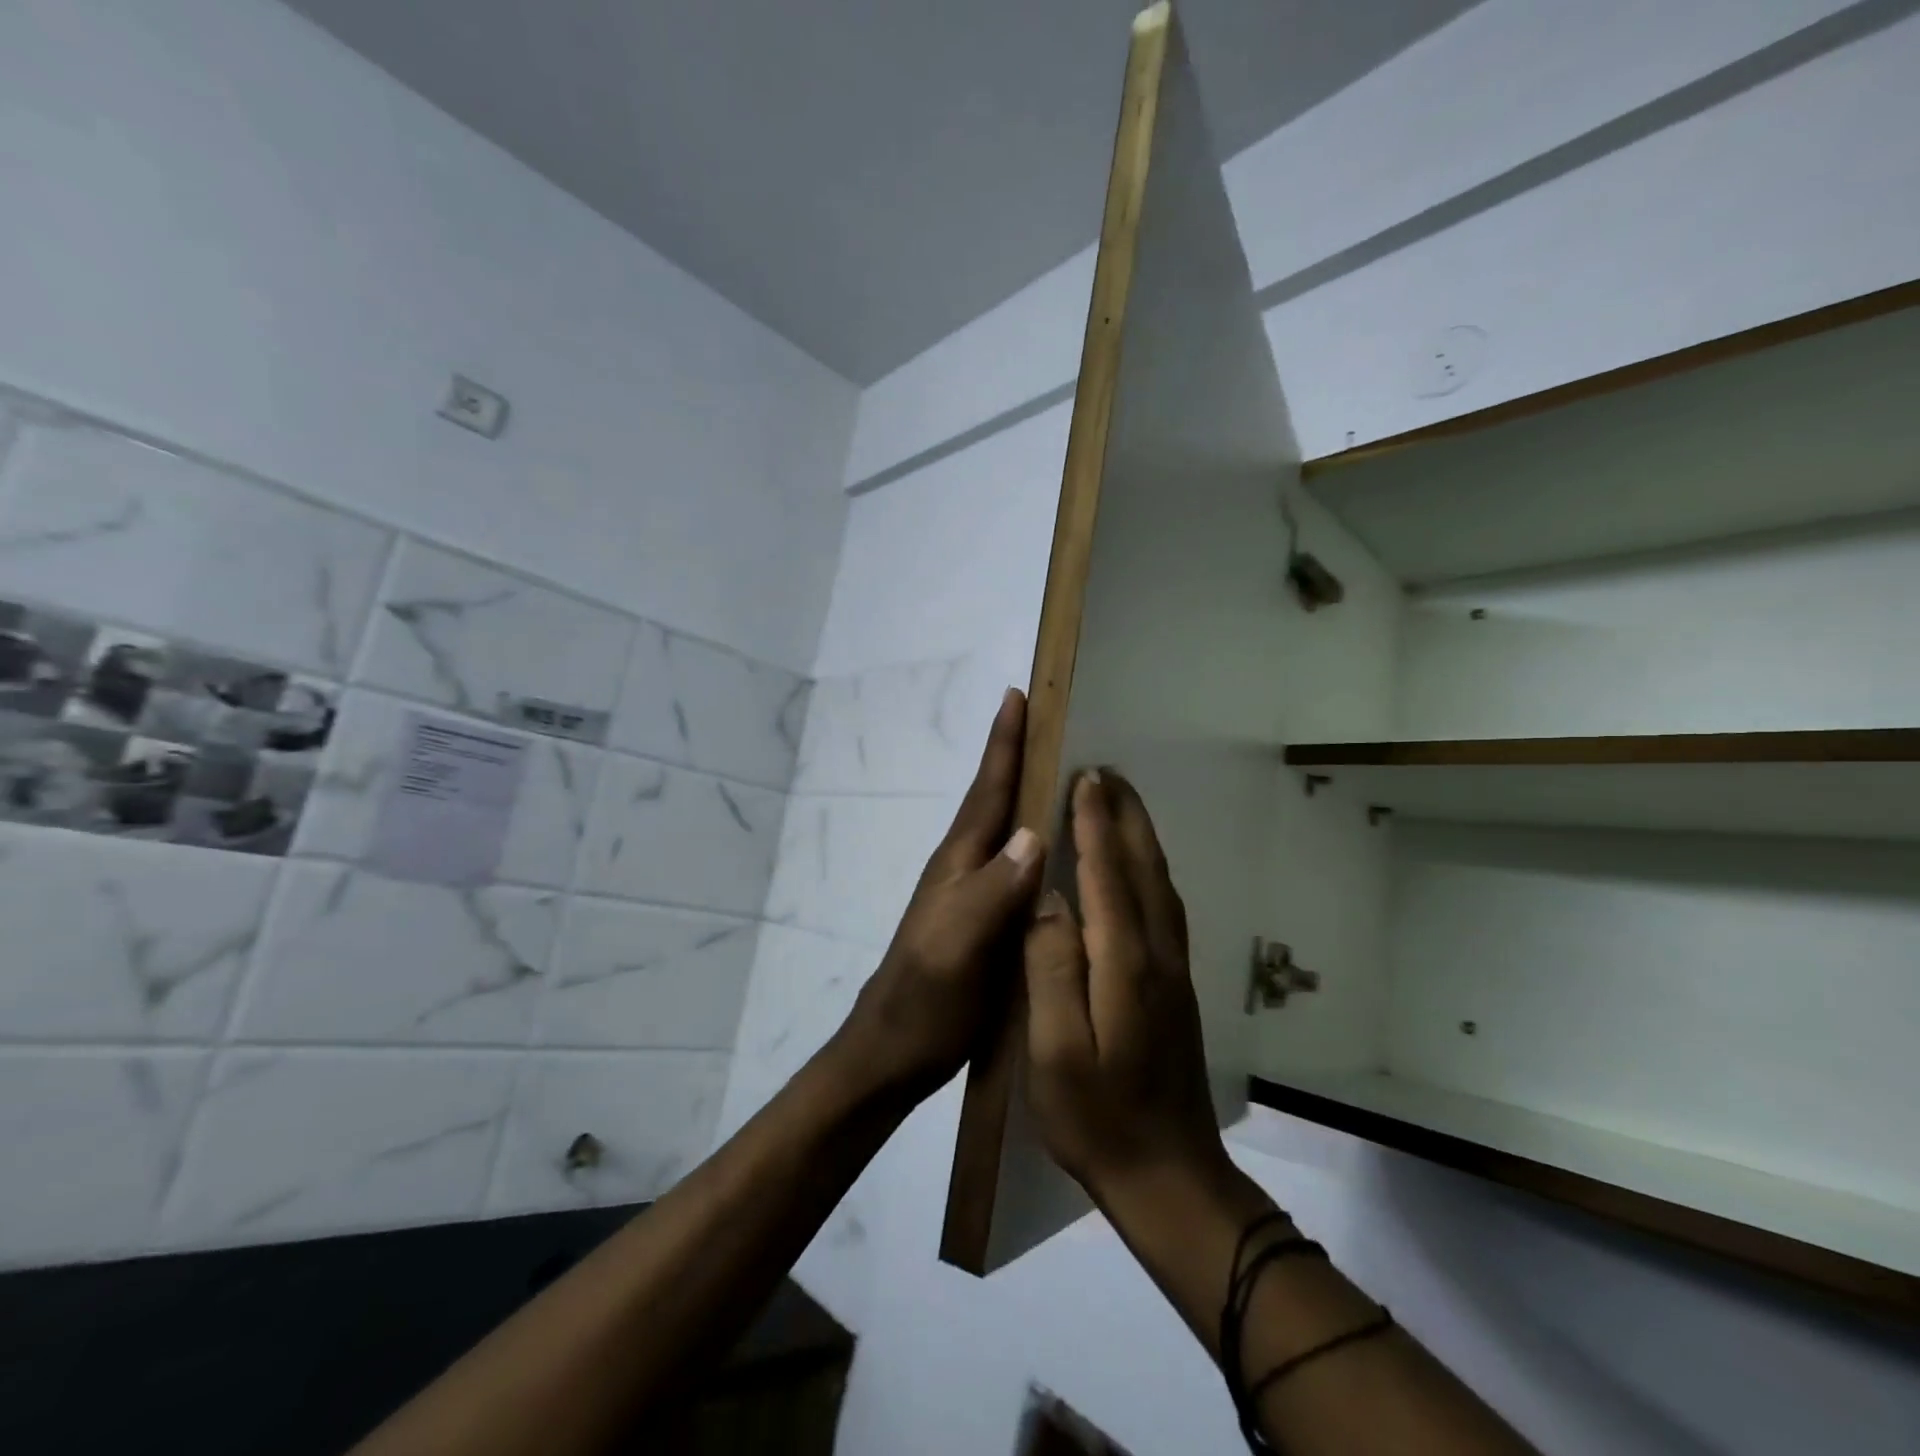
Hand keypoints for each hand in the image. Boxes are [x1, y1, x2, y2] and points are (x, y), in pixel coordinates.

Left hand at [834, 688, 1045, 1101]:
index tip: (1017, 696)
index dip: (1003, 744)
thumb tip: (1034, 833)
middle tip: (1044, 718)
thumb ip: (992, 892)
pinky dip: (1030, 840)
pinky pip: (1012, 865)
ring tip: (1056, 769)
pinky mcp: (979, 921)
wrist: (892, 1053)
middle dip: (1015, 755)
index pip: (987, 791)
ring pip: (1001, 830)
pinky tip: (1050, 848)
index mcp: (959, 864)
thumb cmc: (925, 1001)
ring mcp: (968, 895)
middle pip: (992, 800)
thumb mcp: (957, 946)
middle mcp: (963, 869)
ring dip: (1023, 792)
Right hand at [1021, 769, 1231, 1203]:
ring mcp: (1173, 972)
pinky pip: (1165, 908)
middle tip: (1106, 773)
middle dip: (1124, 817)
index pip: (1107, 877)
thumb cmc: (1097, 1119)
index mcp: (1124, 965)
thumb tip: (1047, 901)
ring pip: (1160, 885)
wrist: (1169, 1179)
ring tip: (1121, 804)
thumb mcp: (1054, 1053)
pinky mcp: (1175, 988)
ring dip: (1140, 838)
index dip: (1094, 825)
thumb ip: (1051, 970)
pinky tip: (1139, 870)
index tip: (1085, 779)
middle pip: (1143, 869)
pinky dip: (1150, 871)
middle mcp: (1156, 956)